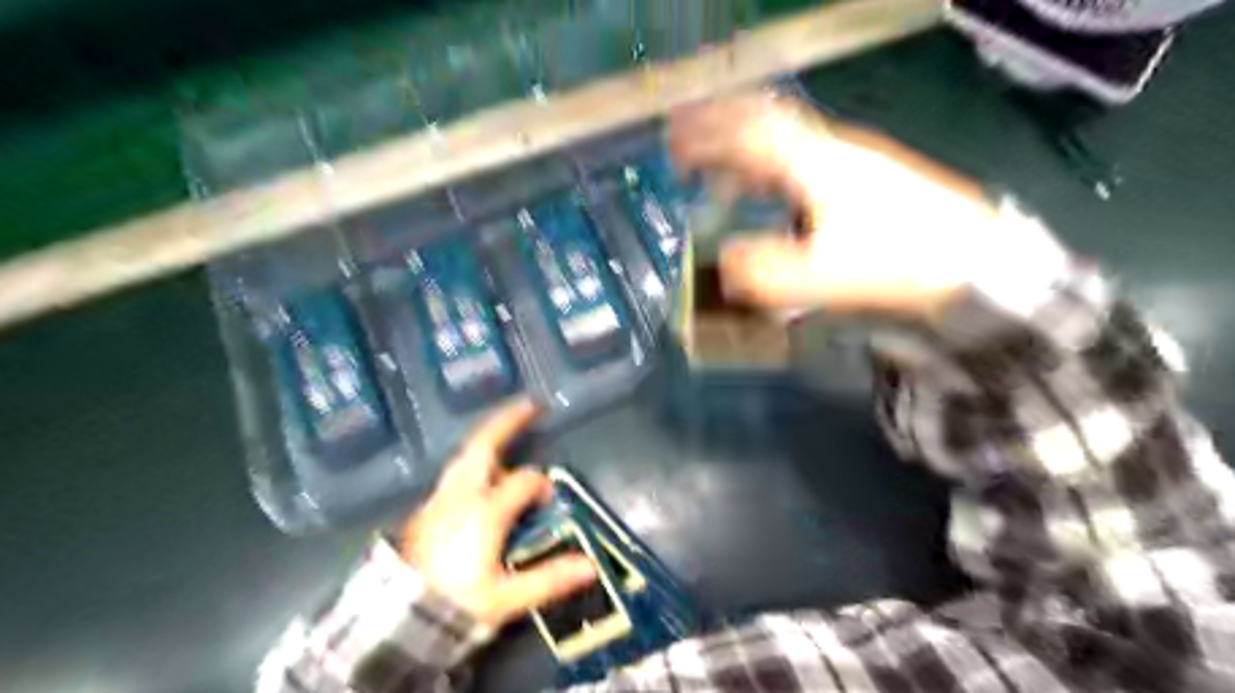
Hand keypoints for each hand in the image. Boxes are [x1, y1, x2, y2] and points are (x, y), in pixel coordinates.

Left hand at [402, 399, 598, 629]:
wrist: (394, 622)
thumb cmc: (454, 604)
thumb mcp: (505, 598)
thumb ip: (548, 579)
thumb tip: (591, 566)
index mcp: (485, 511)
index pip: (524, 482)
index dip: (541, 485)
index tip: (550, 499)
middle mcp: (461, 495)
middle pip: (484, 446)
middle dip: (507, 422)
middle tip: (530, 405)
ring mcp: (440, 499)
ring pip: (465, 456)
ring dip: (488, 438)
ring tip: (505, 428)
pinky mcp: (427, 509)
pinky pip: (455, 472)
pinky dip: (472, 458)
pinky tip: (478, 468)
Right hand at [671, 92, 1006, 319]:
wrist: (973, 261)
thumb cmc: (897, 263)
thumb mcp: (824, 277)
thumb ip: (767, 274)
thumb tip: (723, 265)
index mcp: (813, 164)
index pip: (747, 133)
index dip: (706, 134)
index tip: (671, 143)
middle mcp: (828, 149)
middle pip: (764, 121)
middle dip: (719, 127)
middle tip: (683, 141)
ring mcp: (847, 160)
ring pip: (781, 140)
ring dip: (742, 149)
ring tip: (713, 172)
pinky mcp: (860, 177)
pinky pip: (798, 160)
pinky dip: (767, 169)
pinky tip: (763, 193)